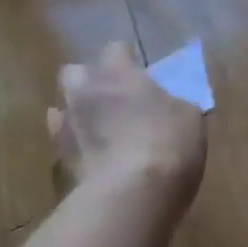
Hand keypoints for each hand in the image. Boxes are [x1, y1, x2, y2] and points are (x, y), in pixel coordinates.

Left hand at [49, 43, 206, 207]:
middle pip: (74, 72)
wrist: (131, 198)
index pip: (114, 49)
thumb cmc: (166, 144)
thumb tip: (168, 106)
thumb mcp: (188, 117)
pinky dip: (73, 147)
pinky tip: (90, 158)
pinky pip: (60, 145)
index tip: (140, 72)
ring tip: (97, 129)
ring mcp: (66, 127)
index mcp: (117, 73)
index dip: (126, 59)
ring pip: (59, 108)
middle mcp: (85, 92)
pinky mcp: (59, 163)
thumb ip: (172, 104)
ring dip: (76, 113)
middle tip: (112, 97)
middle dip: (88, 80)